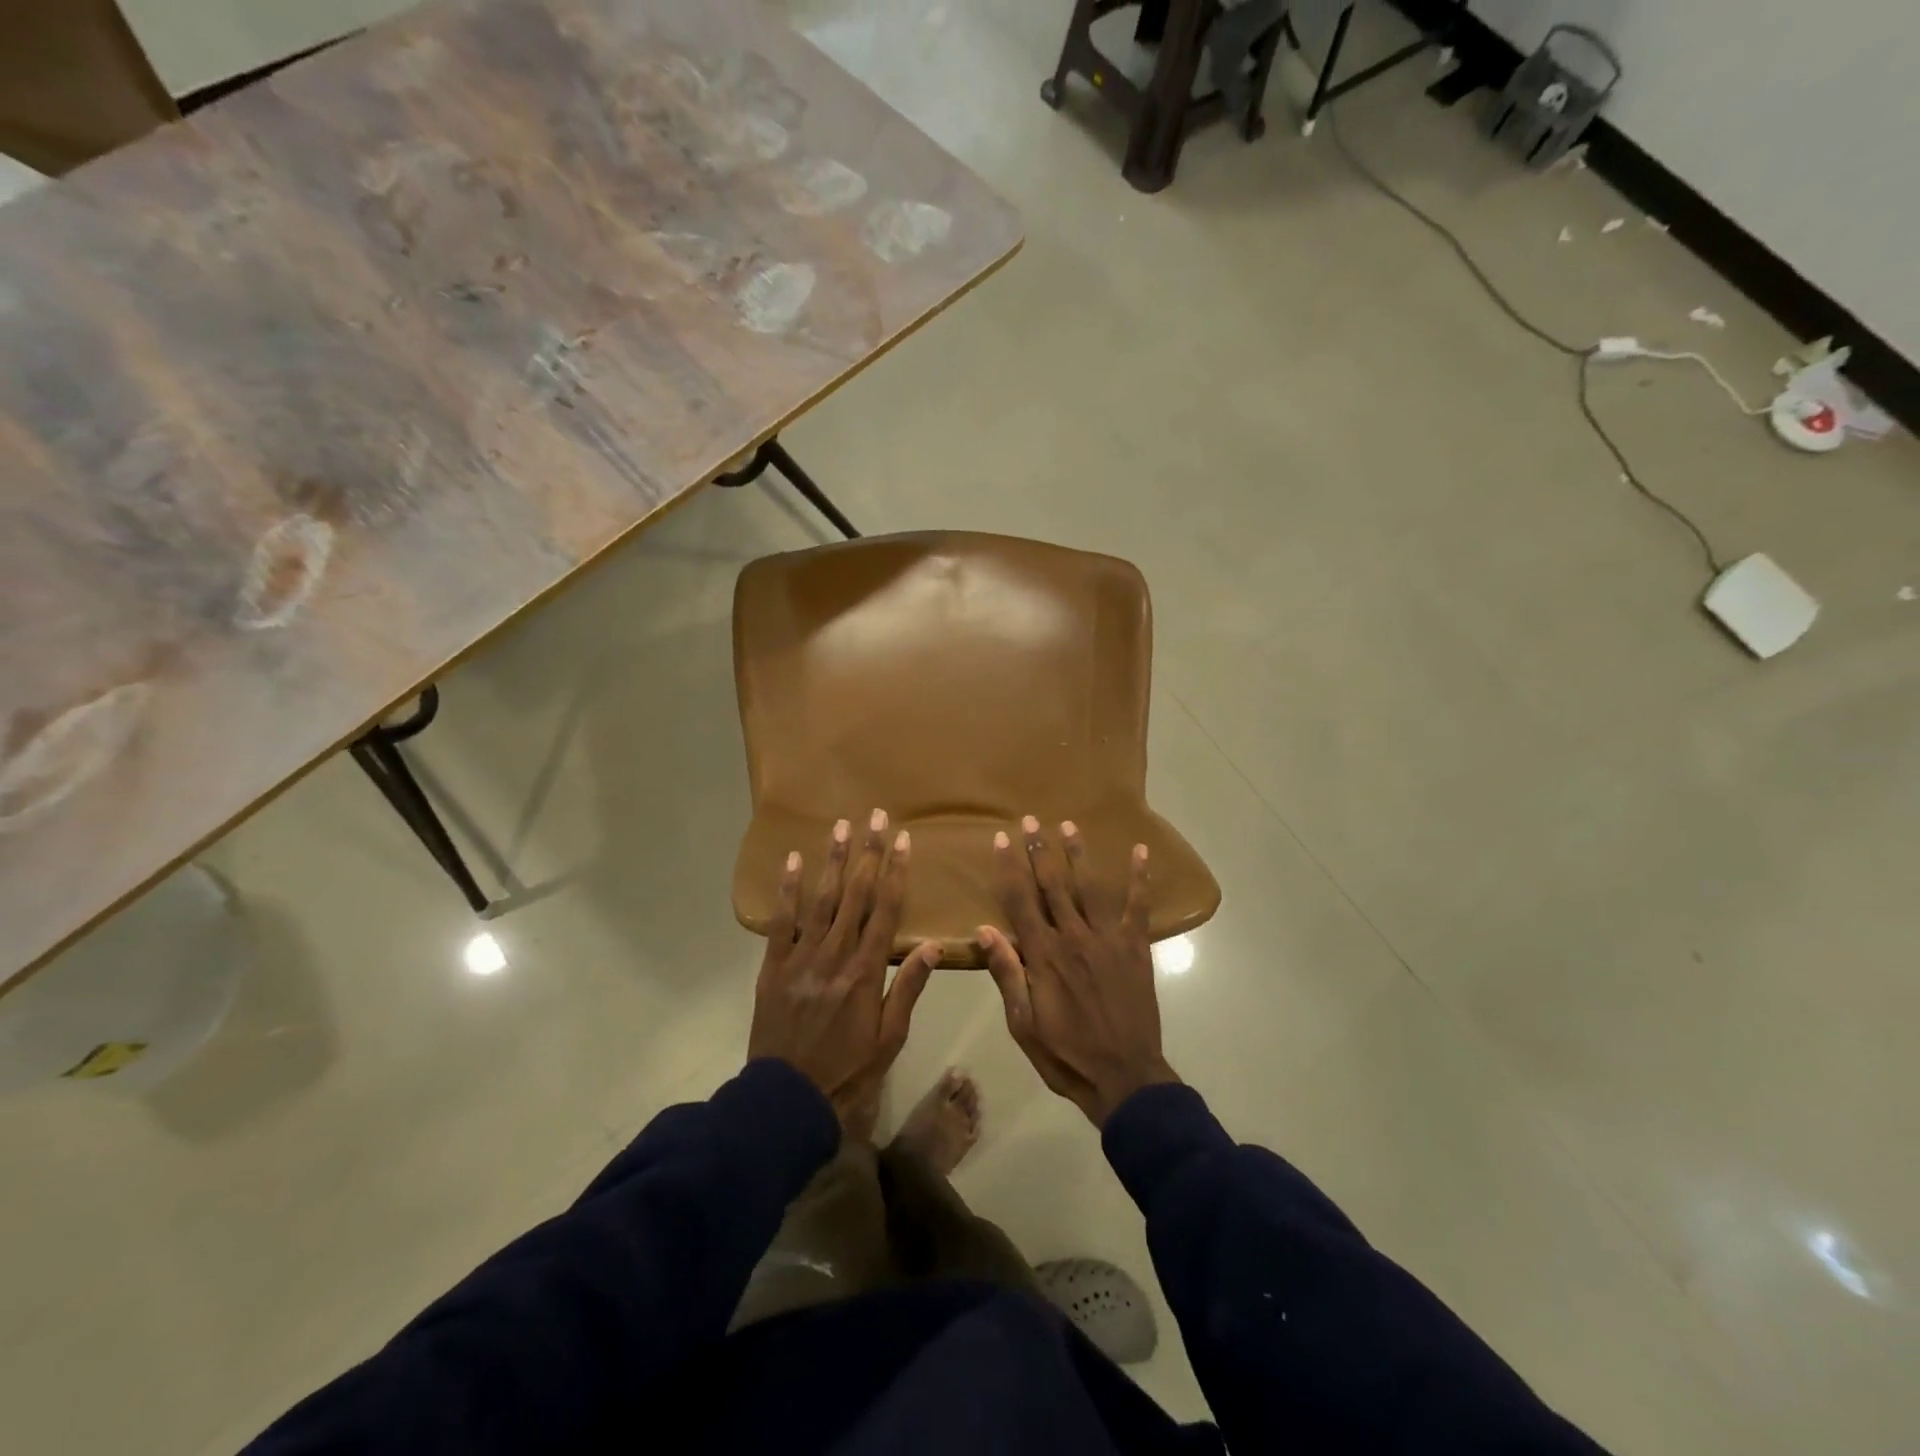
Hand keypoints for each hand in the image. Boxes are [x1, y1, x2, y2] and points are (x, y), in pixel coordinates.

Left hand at [748, 810, 941, 1128]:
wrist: (787, 1099)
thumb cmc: (848, 1070)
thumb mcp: (890, 1038)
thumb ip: (908, 988)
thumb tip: (934, 946)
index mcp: (866, 972)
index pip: (886, 911)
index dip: (896, 873)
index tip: (903, 841)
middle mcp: (835, 956)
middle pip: (856, 895)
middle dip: (868, 853)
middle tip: (875, 817)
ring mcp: (801, 958)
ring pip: (821, 900)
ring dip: (834, 861)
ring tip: (841, 827)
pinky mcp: (773, 966)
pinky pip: (781, 922)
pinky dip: (787, 890)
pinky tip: (793, 861)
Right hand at [978, 816, 1179, 1126]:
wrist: (1124, 1077)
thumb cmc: (1066, 1054)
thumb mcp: (1023, 1023)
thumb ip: (1007, 974)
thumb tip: (984, 930)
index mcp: (1043, 955)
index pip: (1020, 902)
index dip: (1010, 868)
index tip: (1002, 839)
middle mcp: (1074, 937)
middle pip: (1053, 885)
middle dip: (1040, 850)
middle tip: (1031, 820)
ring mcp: (1108, 939)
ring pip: (1090, 887)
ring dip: (1078, 854)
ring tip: (1068, 825)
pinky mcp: (1135, 947)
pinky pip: (1138, 906)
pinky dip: (1140, 878)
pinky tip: (1140, 852)